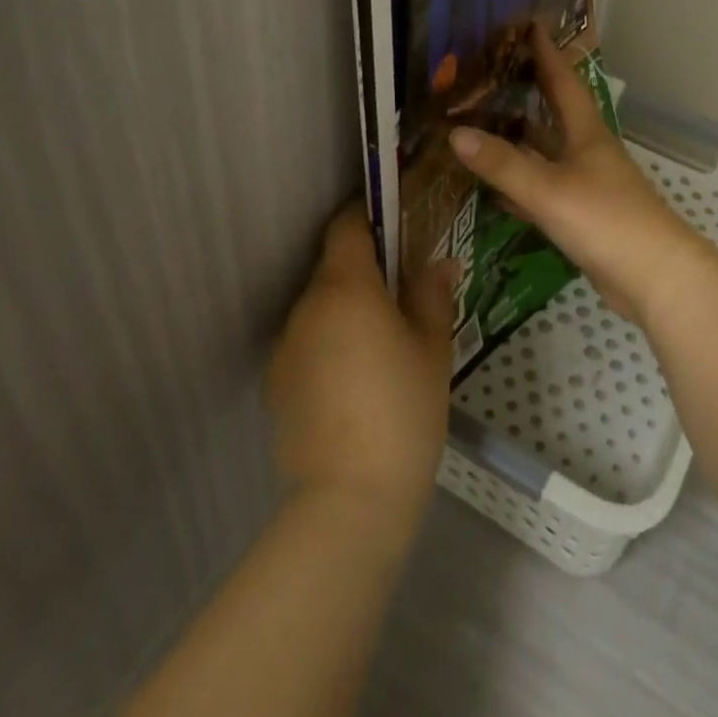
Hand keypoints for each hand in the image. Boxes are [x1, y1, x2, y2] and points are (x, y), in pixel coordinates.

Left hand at [269, 205, 455, 530]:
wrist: (350, 499)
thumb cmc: (403, 411)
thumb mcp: (433, 348)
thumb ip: (432, 295)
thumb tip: (440, 263)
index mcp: (346, 288)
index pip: (347, 227)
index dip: (370, 217)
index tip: (397, 226)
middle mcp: (307, 306)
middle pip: (334, 267)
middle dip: (366, 271)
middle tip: (404, 294)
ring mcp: (287, 345)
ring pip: (321, 307)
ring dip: (348, 310)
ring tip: (382, 345)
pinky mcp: (277, 381)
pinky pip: (308, 342)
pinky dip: (330, 343)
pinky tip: (356, 381)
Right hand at [446, 23, 710, 326]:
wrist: (655, 278)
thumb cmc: (607, 221)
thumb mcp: (549, 190)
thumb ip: (502, 164)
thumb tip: (454, 133)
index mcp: (586, 133)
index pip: (564, 81)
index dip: (547, 53)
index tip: (530, 25)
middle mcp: (587, 152)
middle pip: (553, 114)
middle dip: (527, 92)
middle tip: (490, 73)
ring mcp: (587, 185)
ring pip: (547, 153)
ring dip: (519, 139)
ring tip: (480, 123)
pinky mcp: (583, 217)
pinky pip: (544, 190)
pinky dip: (520, 184)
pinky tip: (495, 188)